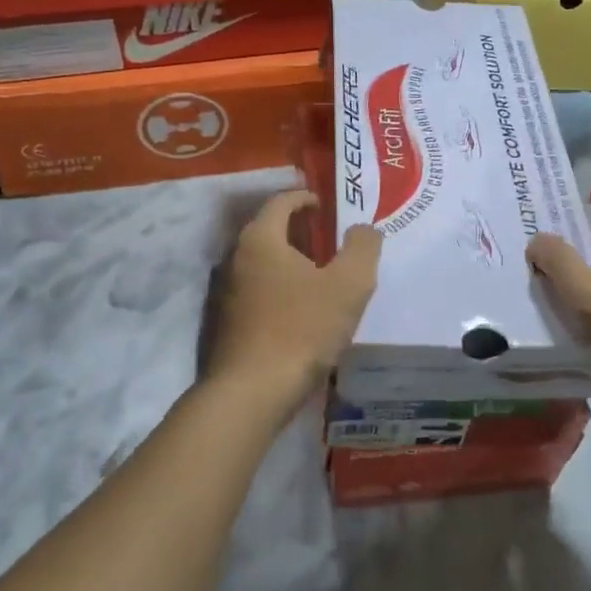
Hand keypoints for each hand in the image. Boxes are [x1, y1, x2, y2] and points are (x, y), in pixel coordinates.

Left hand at [206, 190, 382, 410]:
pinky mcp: (227, 324)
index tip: (325, 206)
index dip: (305, 198)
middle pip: (269, 231)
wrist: (253, 391)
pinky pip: (258, 292)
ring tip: (321, 276)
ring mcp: (227, 293)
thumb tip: (363, 229)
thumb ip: (362, 248)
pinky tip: (302, 311)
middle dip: (299, 231)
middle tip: (330, 240)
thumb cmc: (303, 328)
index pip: (281, 202)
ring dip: (290, 263)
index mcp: (261, 239)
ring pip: (263, 264)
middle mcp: (237, 258)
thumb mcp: (349, 284)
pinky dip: (280, 290)